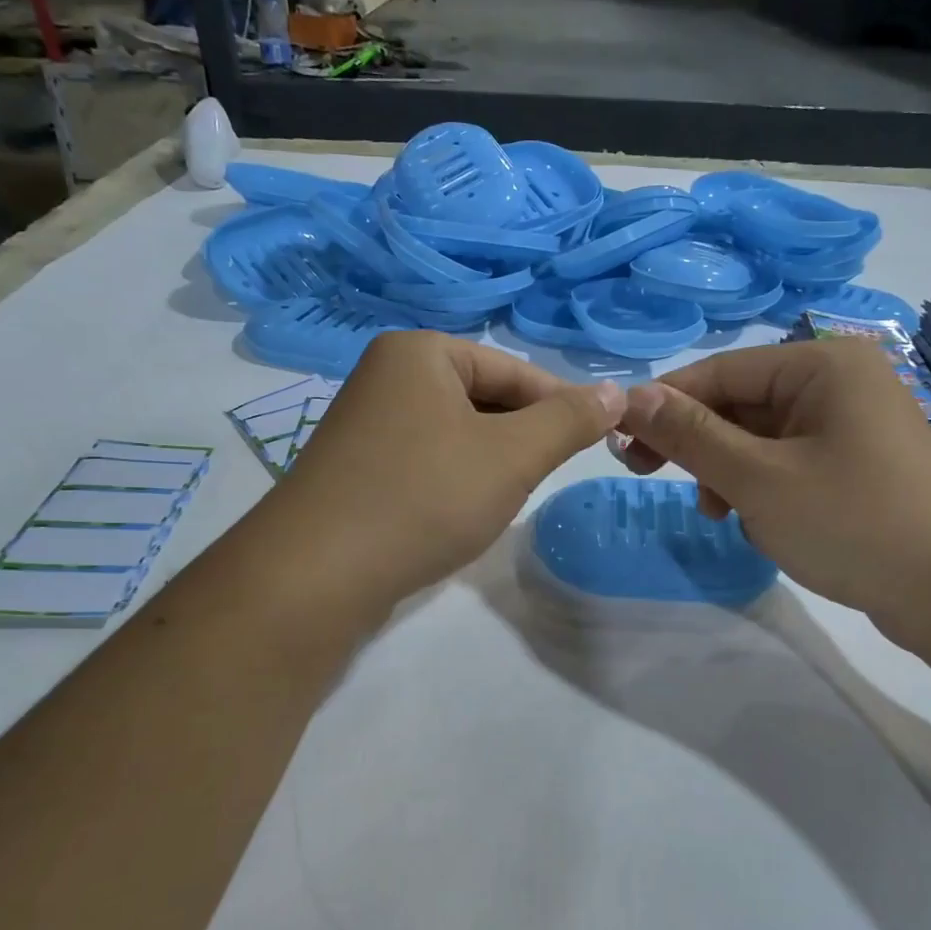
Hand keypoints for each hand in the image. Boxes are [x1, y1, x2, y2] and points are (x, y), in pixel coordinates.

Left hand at [268, 332, 624, 614]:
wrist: (315, 576)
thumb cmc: (424, 498)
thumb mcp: (512, 456)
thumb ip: (568, 421)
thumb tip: (615, 392)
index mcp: (420, 352)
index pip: (514, 370)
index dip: (560, 406)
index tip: (594, 444)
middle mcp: (386, 376)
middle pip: (483, 398)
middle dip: (519, 438)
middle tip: (541, 478)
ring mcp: (364, 424)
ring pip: (456, 433)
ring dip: (489, 463)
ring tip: (502, 499)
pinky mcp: (355, 469)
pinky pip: (425, 461)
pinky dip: (453, 481)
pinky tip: (458, 514)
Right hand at [616, 339, 930, 656]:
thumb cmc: (855, 522)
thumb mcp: (758, 479)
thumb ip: (691, 435)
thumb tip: (631, 397)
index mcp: (821, 364)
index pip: (719, 371)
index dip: (664, 405)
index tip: (621, 444)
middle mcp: (839, 382)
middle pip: (740, 403)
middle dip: (702, 447)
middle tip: (654, 479)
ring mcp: (853, 425)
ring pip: (761, 438)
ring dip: (730, 474)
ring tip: (725, 516)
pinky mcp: (859, 465)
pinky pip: (790, 462)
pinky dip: (763, 488)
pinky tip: (762, 524)